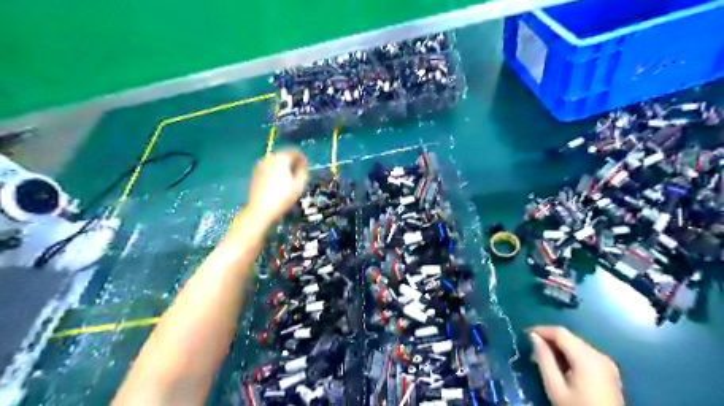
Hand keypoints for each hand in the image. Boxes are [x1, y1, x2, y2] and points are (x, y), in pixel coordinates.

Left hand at [247, 149, 305, 223]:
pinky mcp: (255, 173)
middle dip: (292, 162)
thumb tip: (303, 163)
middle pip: (284, 155)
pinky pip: (268, 167)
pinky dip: (274, 171)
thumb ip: (303, 171)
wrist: (261, 210)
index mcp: (281, 158)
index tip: (306, 168)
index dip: (302, 159)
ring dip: (282, 167)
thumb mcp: (299, 185)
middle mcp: (269, 158)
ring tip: (288, 179)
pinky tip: (277, 182)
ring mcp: (260, 165)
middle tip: (298, 175)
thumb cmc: (283, 197)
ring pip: (275, 161)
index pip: (295, 152)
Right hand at [531, 325, 624, 405]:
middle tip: (533, 350)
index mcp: (587, 358)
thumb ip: (544, 359)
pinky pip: (585, 354)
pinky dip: (571, 354)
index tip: (525, 334)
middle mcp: (599, 355)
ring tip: (544, 358)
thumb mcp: (555, 387)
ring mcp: (607, 363)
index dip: (541, 330)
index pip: (560, 333)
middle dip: (549, 340)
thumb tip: (534, 337)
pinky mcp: (609, 371)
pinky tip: (562, 366)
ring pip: (577, 344)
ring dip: (559, 347)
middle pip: (570, 337)